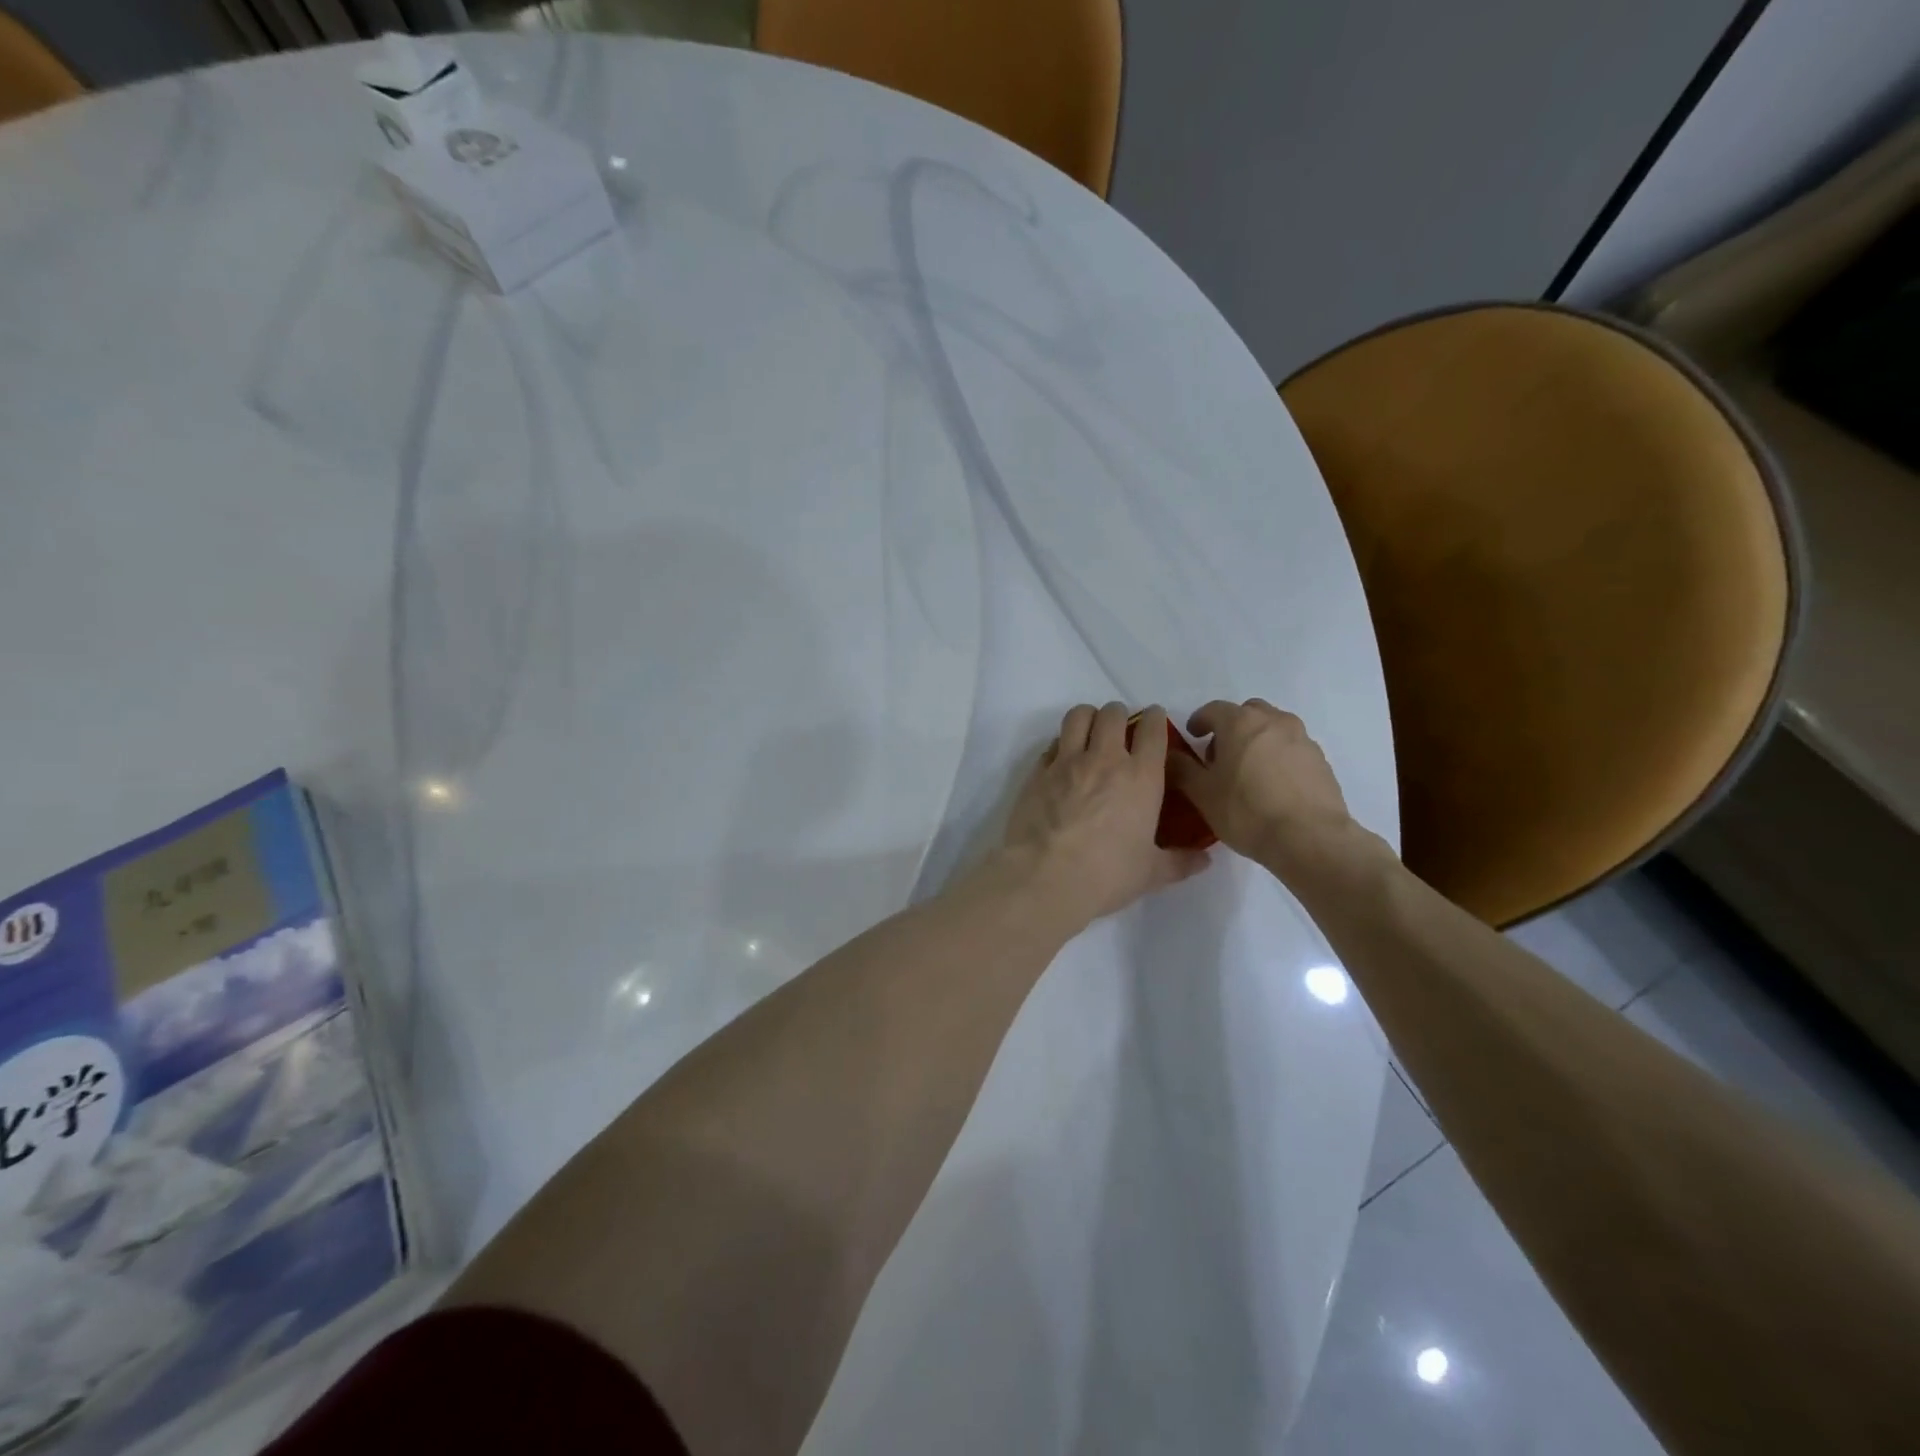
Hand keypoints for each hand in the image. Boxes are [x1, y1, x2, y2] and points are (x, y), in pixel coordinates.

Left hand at [1002, 703, 1209, 929]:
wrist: (1045, 878)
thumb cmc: (1107, 874)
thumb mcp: (1151, 873)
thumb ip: (1180, 862)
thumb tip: (1206, 860)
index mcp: (1141, 777)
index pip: (1153, 729)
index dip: (1155, 718)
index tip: (1154, 719)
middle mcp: (1105, 759)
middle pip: (1113, 714)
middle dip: (1119, 715)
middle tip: (1121, 730)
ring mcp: (1067, 762)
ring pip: (1078, 716)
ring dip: (1088, 718)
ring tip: (1090, 732)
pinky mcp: (1038, 772)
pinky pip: (1052, 744)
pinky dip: (1060, 745)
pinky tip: (1063, 762)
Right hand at [1168, 699, 1364, 882]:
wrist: (1309, 838)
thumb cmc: (1246, 811)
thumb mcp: (1202, 794)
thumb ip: (1182, 769)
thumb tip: (1170, 755)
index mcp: (1240, 722)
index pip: (1213, 709)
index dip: (1199, 721)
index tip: (1193, 736)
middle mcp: (1274, 721)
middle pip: (1247, 712)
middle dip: (1231, 727)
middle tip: (1221, 755)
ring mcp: (1302, 739)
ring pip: (1273, 728)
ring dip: (1257, 740)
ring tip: (1249, 772)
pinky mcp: (1321, 760)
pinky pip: (1292, 748)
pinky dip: (1279, 757)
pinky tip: (1273, 786)